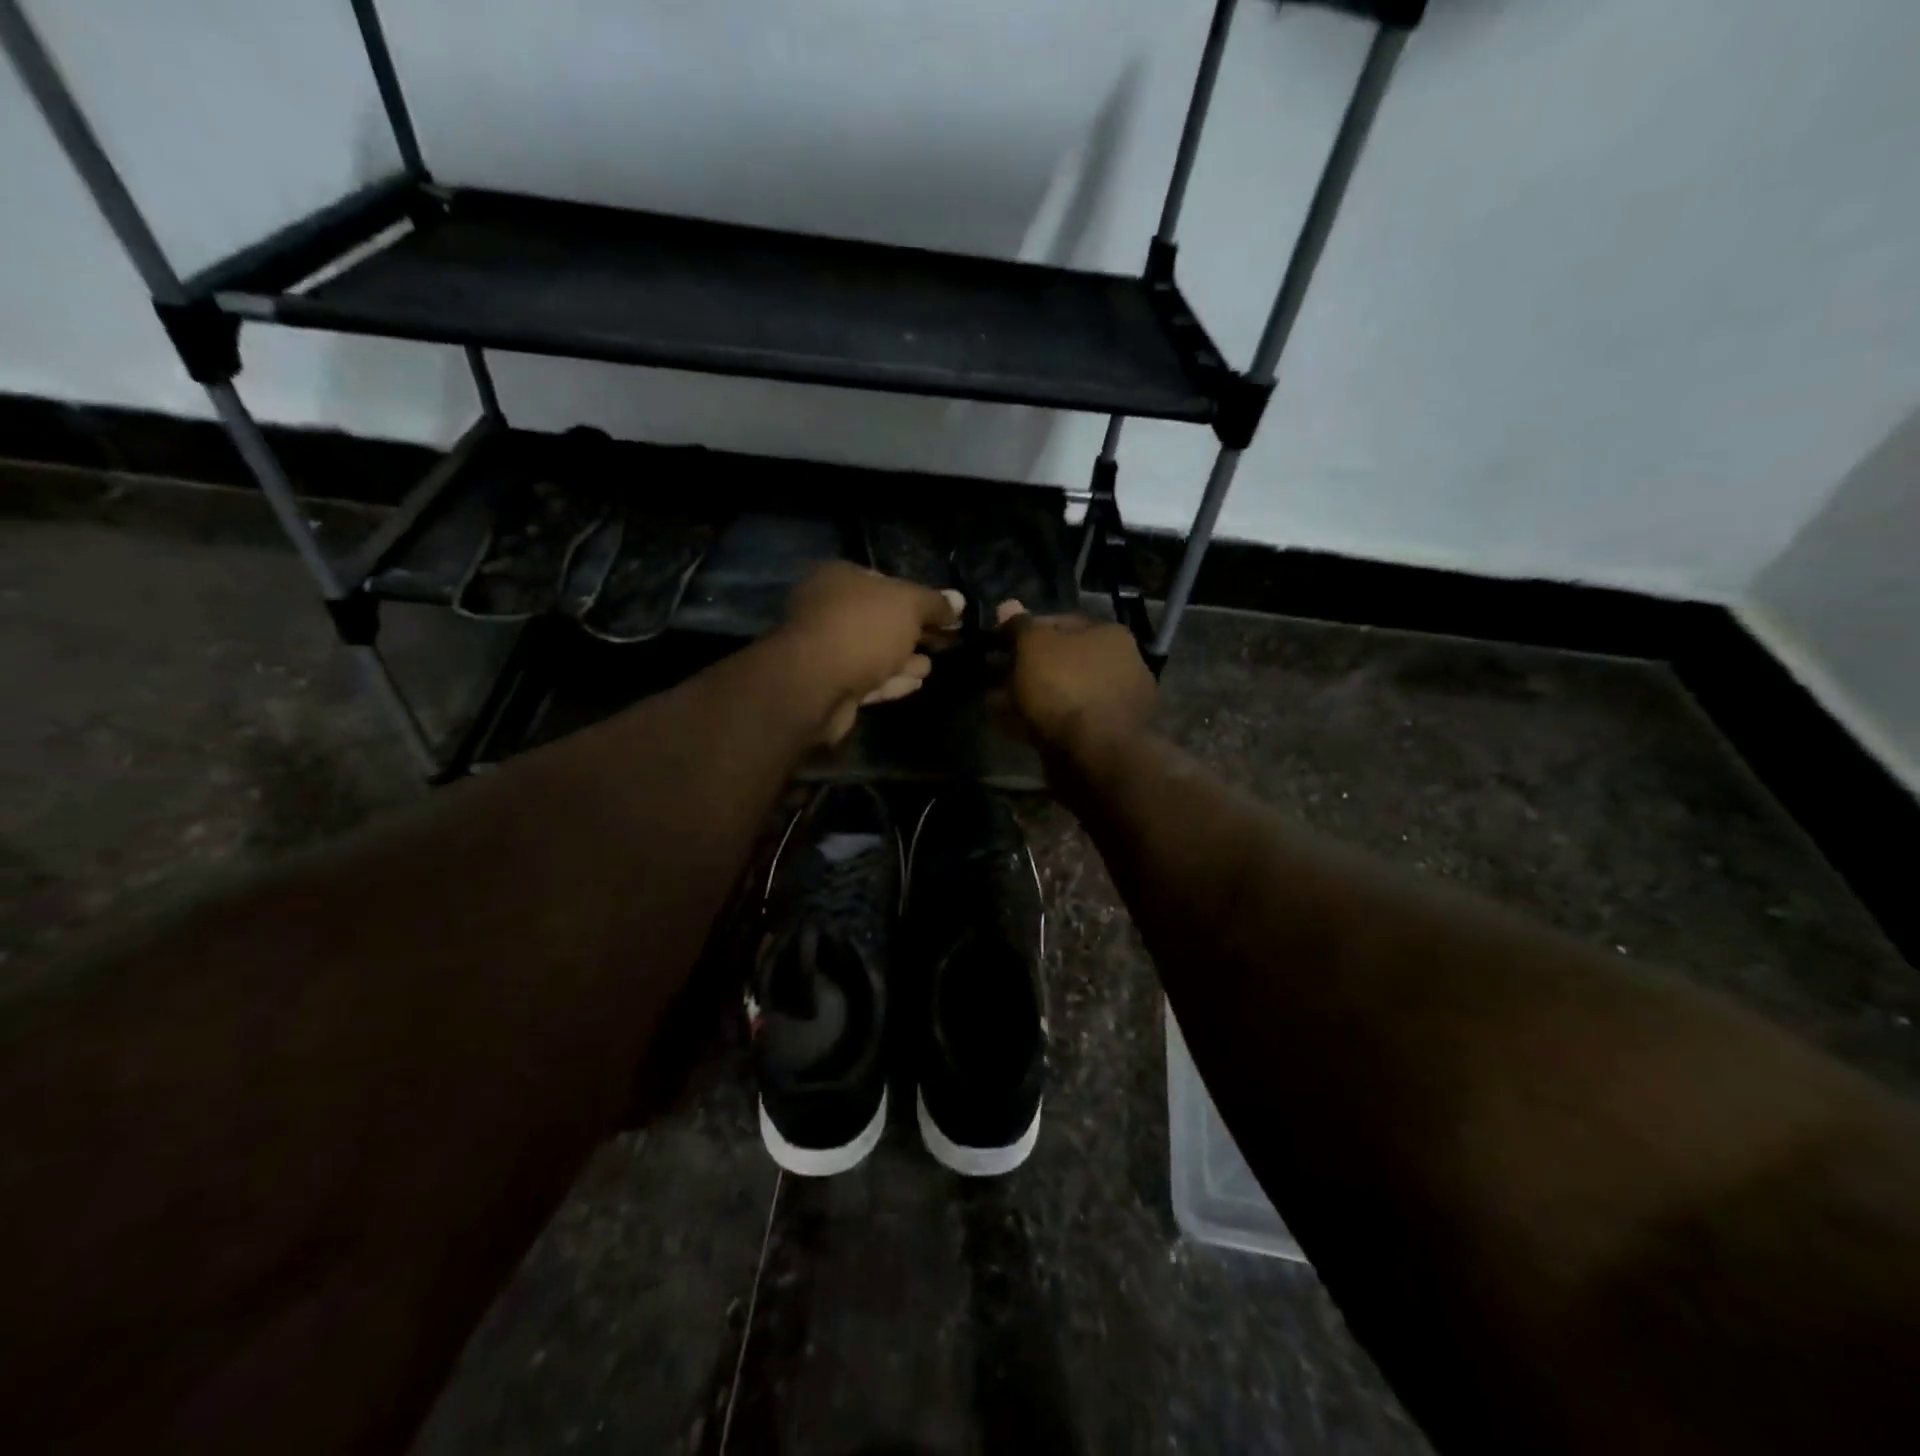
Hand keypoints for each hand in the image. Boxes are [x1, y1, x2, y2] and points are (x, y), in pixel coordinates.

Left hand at [780, 562, 963, 742]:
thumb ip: (935, 603)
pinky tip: (915, 683)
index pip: (885, 581)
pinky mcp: (828, 686)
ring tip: (931, 666)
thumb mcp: (908, 605)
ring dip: (903, 659)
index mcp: (840, 578)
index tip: (945, 615)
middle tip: (944, 643)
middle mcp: (827, 609)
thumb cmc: (862, 628)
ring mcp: (825, 649)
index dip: (918, 598)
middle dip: (912, 632)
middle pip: (880, 619)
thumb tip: (959, 601)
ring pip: (874, 652)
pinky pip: (867, 679)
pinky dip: (891, 680)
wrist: (816, 684)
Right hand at [996, 601, 1154, 752]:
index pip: (1060, 622)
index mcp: (1110, 634)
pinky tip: (1011, 726)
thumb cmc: (1065, 687)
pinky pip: (1063, 721)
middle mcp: (1120, 665)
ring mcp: (1115, 704)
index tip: (998, 645)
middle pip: (1062, 660)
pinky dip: (1038, 721)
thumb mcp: (1034, 646)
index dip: (1025, 631)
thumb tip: (1008, 605)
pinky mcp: (1105, 737)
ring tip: (995, 703)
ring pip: (1061, 692)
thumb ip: (1020, 626)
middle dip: (1026, 668)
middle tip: (994, 676)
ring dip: (1029, 696)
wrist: (1095, 754)